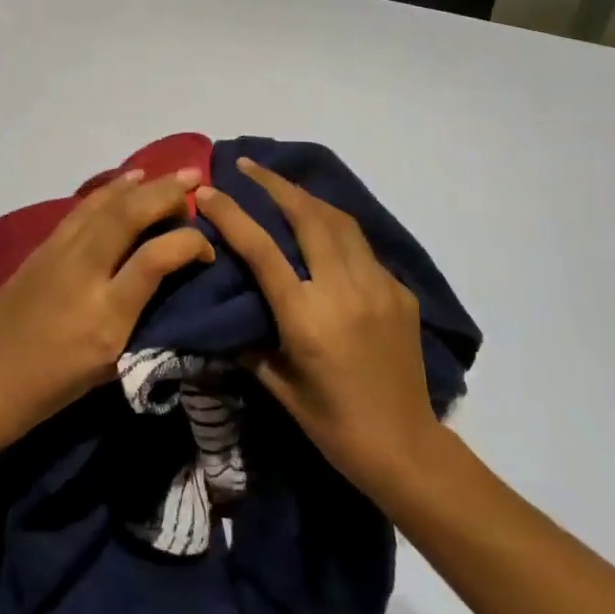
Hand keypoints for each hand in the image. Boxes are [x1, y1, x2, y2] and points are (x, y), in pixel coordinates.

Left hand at [0, 168, 212, 461]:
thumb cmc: (48, 390)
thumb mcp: (107, 369)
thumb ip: (141, 322)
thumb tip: (168, 282)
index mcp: (105, 316)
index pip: (156, 258)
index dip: (189, 243)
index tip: (207, 246)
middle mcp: (83, 273)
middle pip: (130, 216)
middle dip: (167, 194)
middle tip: (195, 180)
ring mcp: (58, 254)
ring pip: (105, 205)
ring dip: (141, 185)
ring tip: (169, 174)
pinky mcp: (41, 247)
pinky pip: (83, 209)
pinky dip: (109, 191)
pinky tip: (125, 182)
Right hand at [195, 158, 441, 498]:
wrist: (405, 447)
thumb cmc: (332, 424)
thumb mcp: (278, 386)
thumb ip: (247, 343)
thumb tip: (222, 313)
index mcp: (307, 316)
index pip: (262, 249)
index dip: (233, 214)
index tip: (209, 190)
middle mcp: (344, 290)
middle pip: (308, 216)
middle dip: (275, 184)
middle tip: (248, 166)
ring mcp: (378, 286)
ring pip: (340, 221)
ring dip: (307, 197)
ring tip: (282, 185)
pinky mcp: (400, 291)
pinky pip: (362, 247)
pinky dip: (337, 229)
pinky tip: (323, 232)